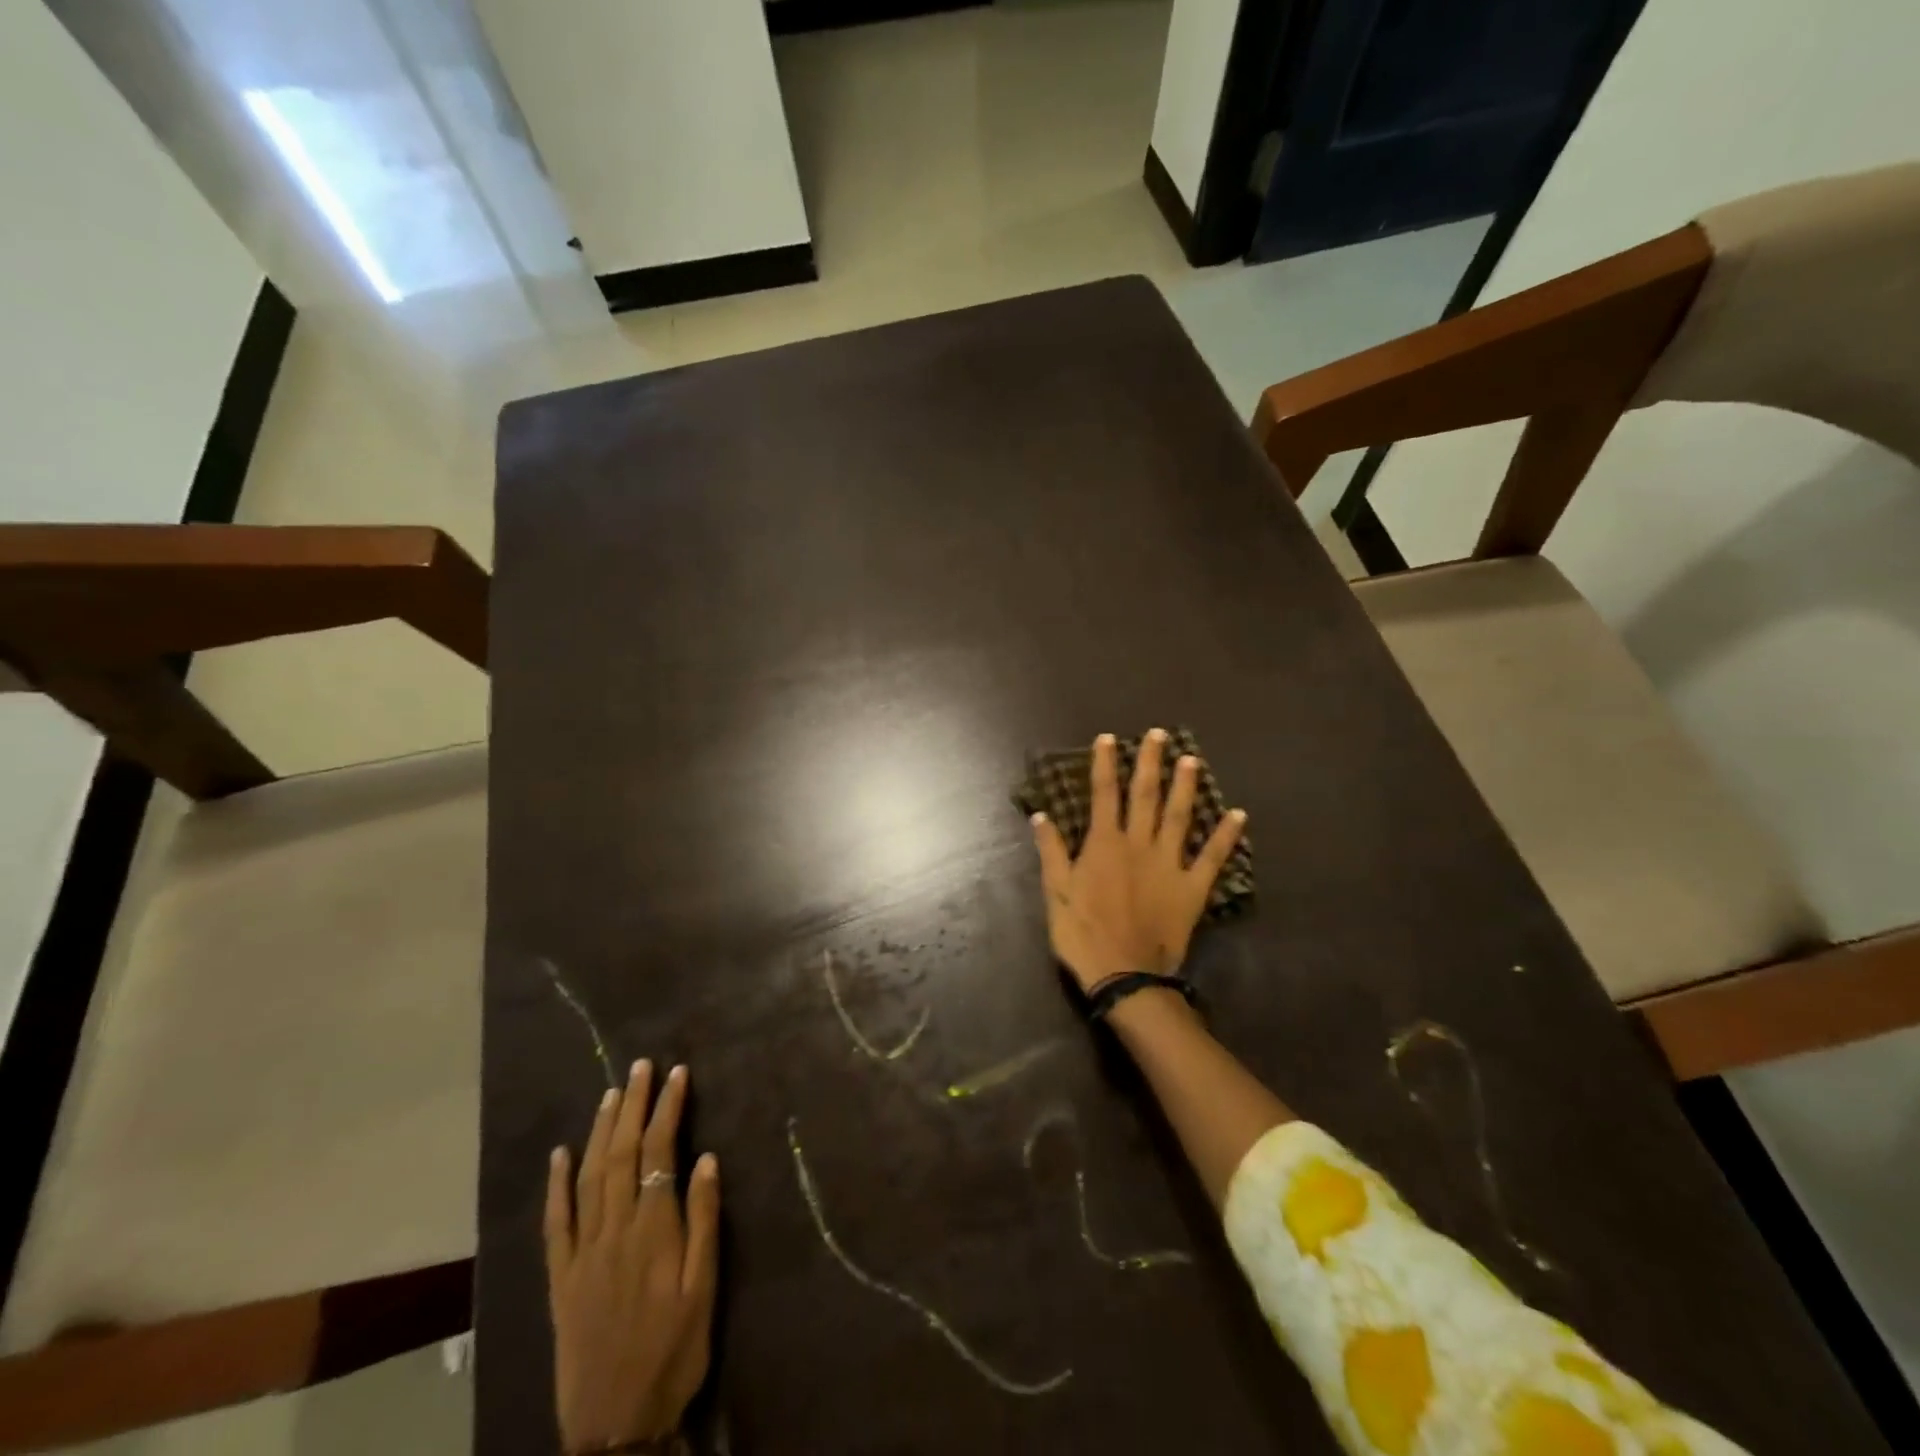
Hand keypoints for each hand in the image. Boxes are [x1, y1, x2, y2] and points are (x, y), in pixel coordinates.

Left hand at [546, 1060, 719, 1455]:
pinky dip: (556, 1184)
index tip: (677, 1074)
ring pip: (588, 1177)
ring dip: (600, 1130)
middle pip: (621, 1154)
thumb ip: (704, 1221)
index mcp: (653, 1231)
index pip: (659, 1153)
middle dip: (633, 1105)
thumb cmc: (673, 1352)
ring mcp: (582, 1253)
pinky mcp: (560, 1278)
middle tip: (642, 1067)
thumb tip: (707, 1158)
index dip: (667, 1109)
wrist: (615, 1425)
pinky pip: (555, 1222)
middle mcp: (613, 1231)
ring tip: (612, 1093)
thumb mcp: (704, 1289)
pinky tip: (560, 1154)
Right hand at [1030, 729, 1246, 991]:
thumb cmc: (1082, 934)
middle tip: (1159, 735)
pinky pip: (1213, 858)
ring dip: (1186, 787)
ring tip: (1192, 760)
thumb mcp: (1056, 893)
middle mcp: (1139, 845)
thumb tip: (1041, 815)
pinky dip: (1225, 836)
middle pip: (1146, 796)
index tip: (1109, 738)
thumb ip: (1052, 851)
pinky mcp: (1193, 888)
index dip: (1106, 764)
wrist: (1124, 975)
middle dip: (1150, 763)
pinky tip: (1238, 815)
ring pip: (1179, 817)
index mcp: (1104, 844)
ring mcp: (1170, 865)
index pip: (1104, 794)